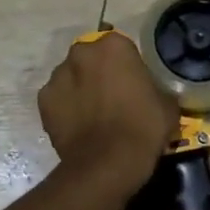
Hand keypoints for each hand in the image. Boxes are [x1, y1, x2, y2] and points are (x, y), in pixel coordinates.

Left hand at [38, 33, 176, 186]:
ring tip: (92, 115)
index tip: (133, 85)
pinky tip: (77, 126)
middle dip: (99, 72)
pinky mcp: (43, 100)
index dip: (127, 67)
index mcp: (114, 46)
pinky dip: (65, 107)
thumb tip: (153, 93)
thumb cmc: (143, 127)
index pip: (121, 48)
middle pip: (92, 58)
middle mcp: (82, 52)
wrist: (107, 164)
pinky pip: (57, 98)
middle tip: (112, 98)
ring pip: (71, 76)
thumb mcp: (167, 104)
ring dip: (80, 88)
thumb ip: (157, 88)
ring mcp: (58, 75)